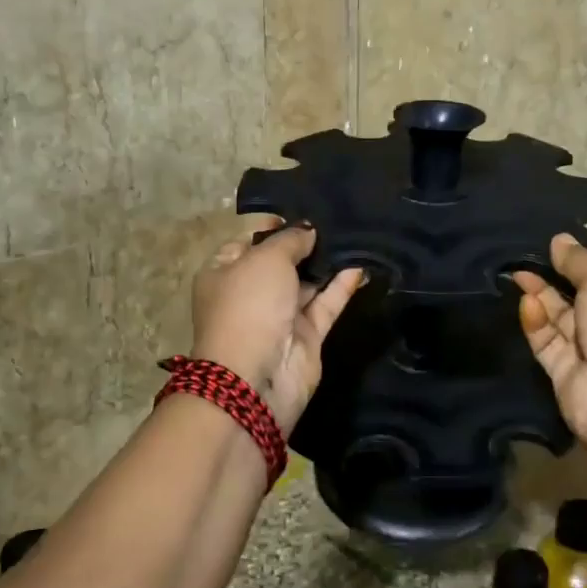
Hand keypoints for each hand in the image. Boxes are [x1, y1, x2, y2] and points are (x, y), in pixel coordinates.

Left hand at [190, 217, 363, 429]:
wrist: (256, 377)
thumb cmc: (249, 306)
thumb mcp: (266, 259)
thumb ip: (290, 240)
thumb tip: (308, 231)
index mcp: (223, 273)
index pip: (246, 242)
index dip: (271, 226)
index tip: (301, 211)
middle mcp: (250, 293)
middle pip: (280, 262)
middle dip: (305, 243)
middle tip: (336, 218)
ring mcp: (279, 316)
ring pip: (307, 283)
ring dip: (327, 263)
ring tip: (355, 235)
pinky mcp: (307, 336)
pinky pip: (327, 303)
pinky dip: (343, 285)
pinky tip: (363, 264)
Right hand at [511, 234, 586, 446]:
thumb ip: (578, 260)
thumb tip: (559, 240)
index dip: (584, 252)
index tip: (554, 239)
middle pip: (578, 288)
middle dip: (554, 271)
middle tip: (522, 252)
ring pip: (558, 312)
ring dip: (539, 293)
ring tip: (516, 274)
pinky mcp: (564, 368)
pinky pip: (546, 338)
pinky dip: (536, 322)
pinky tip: (526, 304)